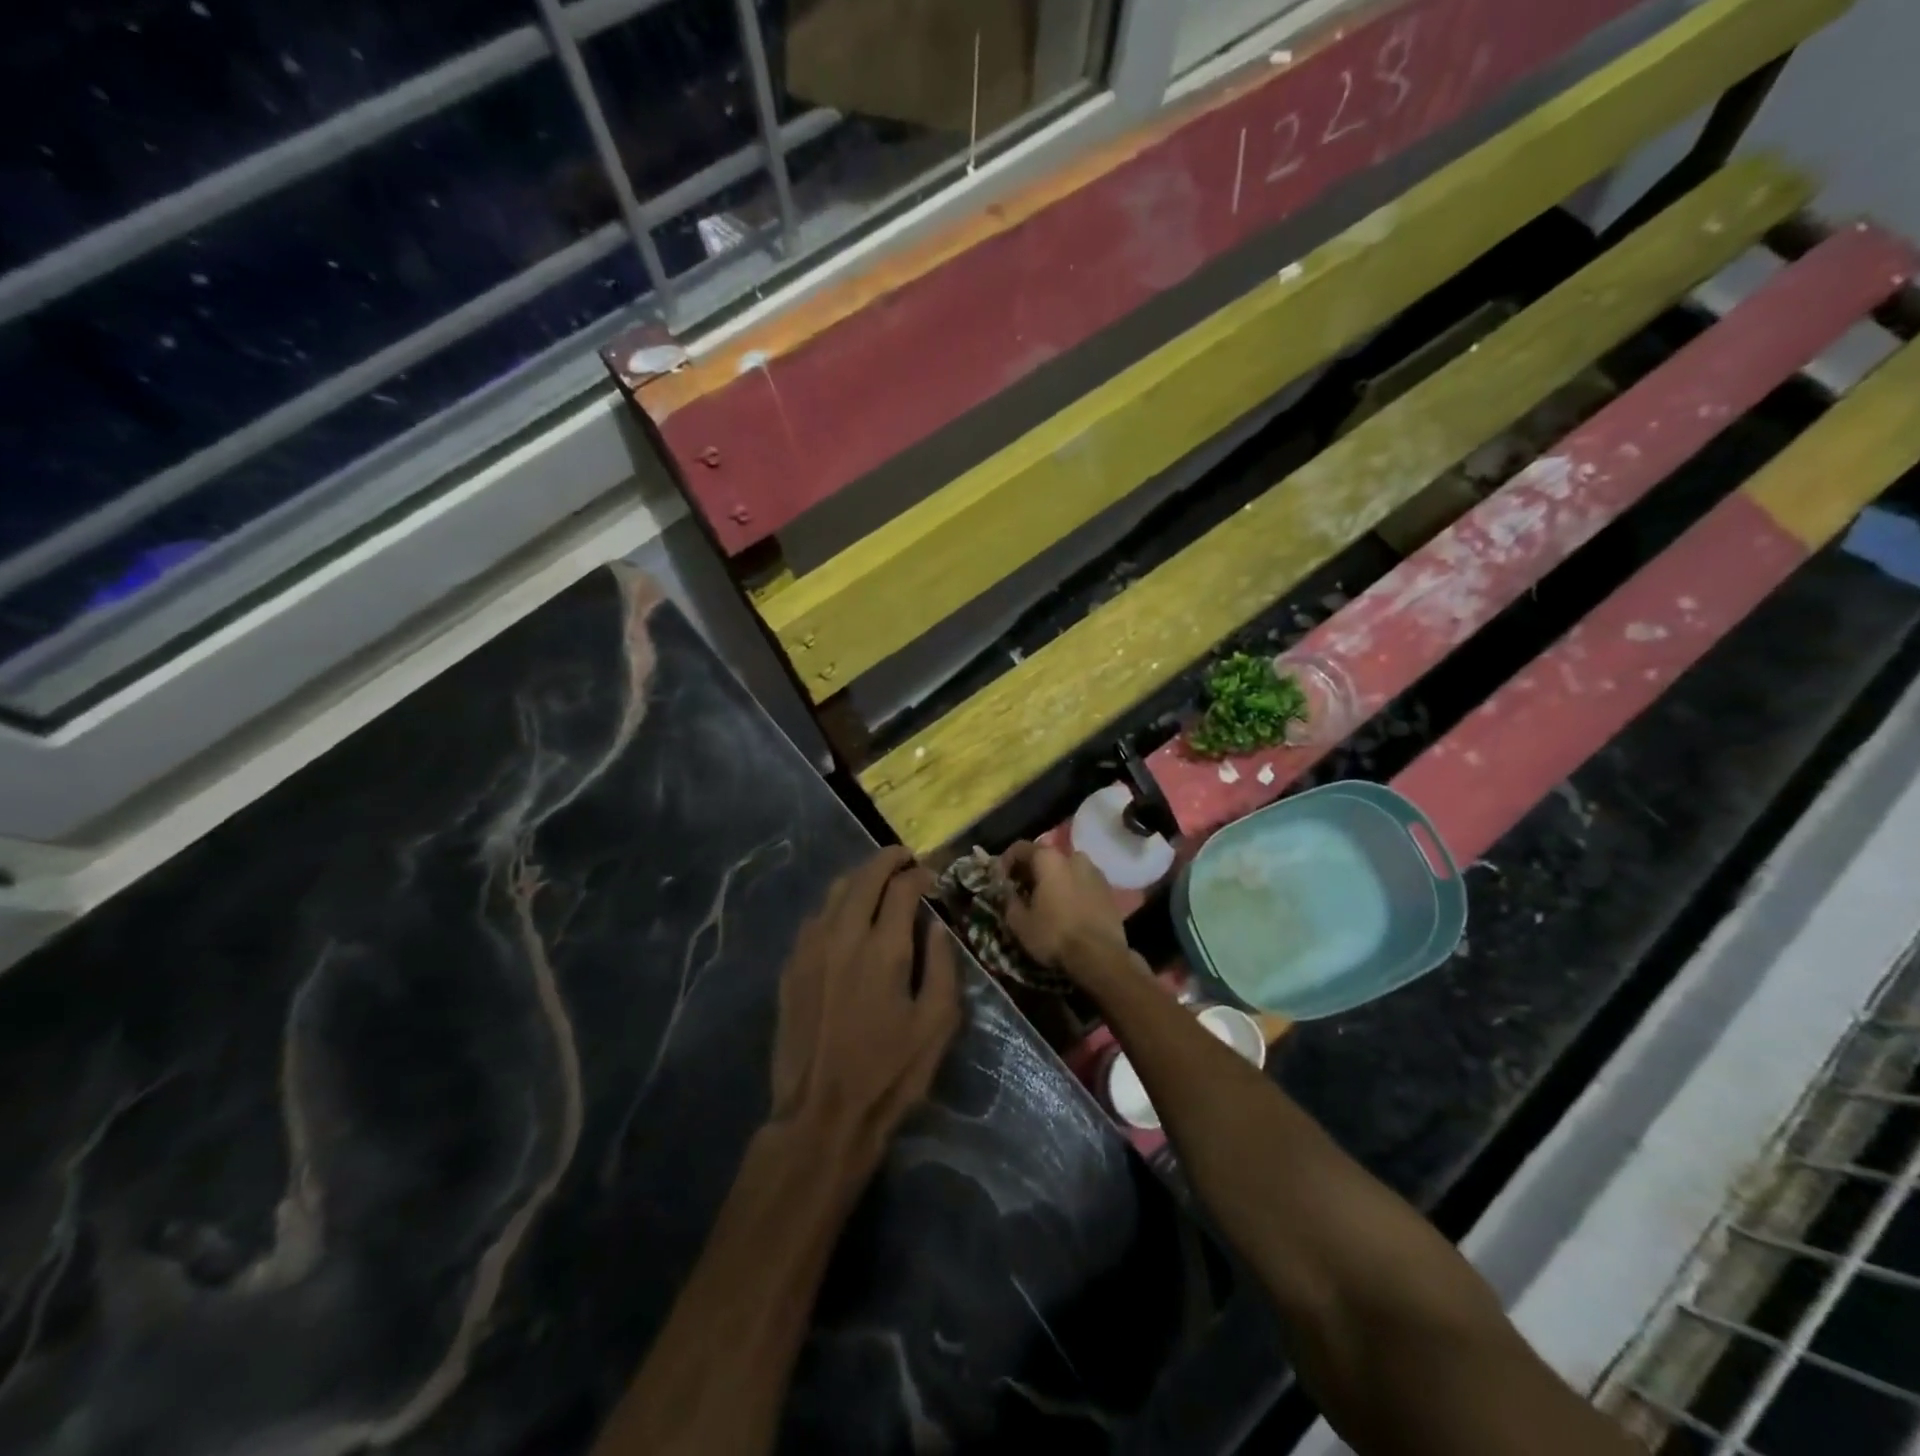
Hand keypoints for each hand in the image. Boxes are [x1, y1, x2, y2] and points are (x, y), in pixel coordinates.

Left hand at [769, 848, 961, 1160]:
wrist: (820, 1114)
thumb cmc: (889, 1074)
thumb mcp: (936, 1025)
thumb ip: (943, 966)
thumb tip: (936, 925)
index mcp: (884, 949)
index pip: (903, 887)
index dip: (921, 873)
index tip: (933, 875)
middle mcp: (843, 936)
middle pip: (865, 876)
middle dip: (888, 860)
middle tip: (906, 859)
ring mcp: (811, 948)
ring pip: (835, 891)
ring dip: (861, 877)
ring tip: (879, 882)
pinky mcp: (791, 966)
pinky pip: (816, 917)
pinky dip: (837, 904)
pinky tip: (847, 918)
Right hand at [999, 841, 1133, 981]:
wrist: (1100, 956)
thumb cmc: (1055, 935)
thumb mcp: (1020, 923)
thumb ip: (1009, 901)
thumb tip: (1008, 892)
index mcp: (1049, 859)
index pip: (1020, 848)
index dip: (1006, 862)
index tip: (1000, 880)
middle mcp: (1073, 857)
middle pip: (1046, 857)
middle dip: (1032, 870)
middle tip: (1023, 890)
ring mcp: (1095, 872)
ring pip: (1067, 869)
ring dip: (1054, 879)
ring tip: (1048, 900)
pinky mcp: (1109, 889)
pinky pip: (1083, 882)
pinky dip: (1072, 889)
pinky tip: (1068, 909)